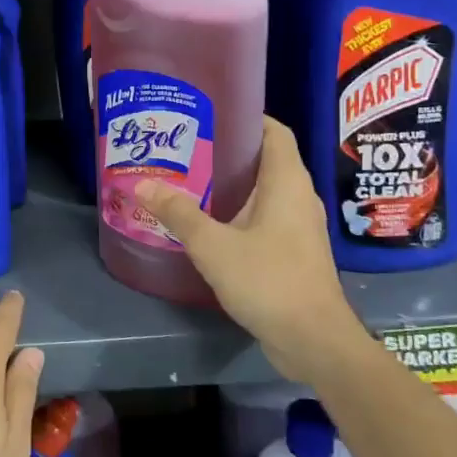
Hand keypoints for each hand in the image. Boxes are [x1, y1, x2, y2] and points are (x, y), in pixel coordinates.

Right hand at [134, 115, 362, 381]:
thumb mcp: (214, 245)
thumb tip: (141, 183)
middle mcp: (298, 197)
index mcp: (287, 182)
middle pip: (265, 159)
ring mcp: (299, 226)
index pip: (274, 131)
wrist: (314, 341)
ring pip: (264, 191)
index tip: (208, 114)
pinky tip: (209, 222)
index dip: (246, 116)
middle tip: (185, 147)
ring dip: (231, 184)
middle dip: (227, 150)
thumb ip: (178, 213)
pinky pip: (265, 217)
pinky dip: (239, 211)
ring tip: (189, 180)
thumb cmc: (269, 281)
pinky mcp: (294, 252)